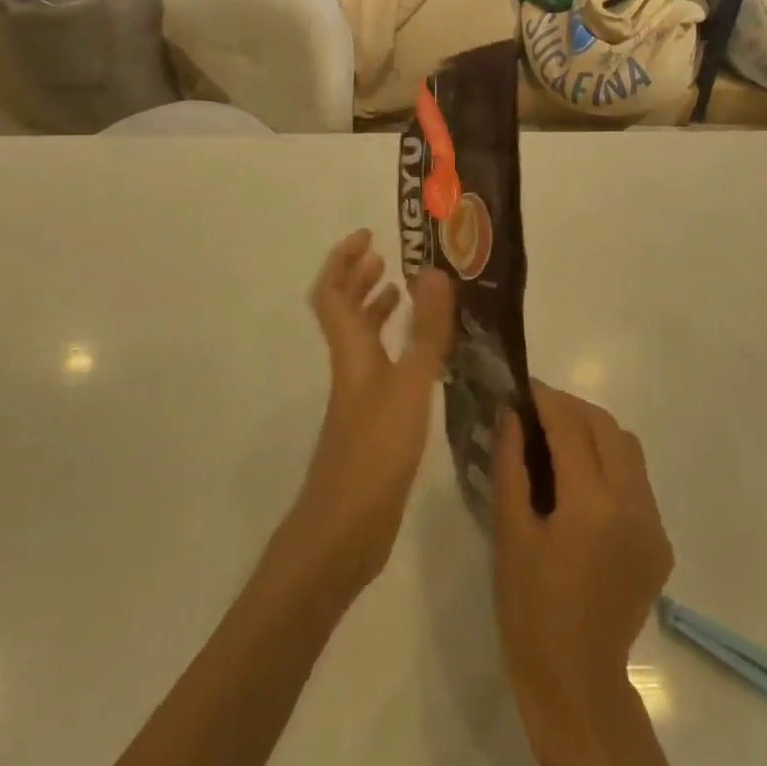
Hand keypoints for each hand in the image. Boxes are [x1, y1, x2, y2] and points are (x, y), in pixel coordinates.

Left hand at [290, 230, 454, 596]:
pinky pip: (380, 367)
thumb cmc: (374, 451)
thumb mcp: (409, 385)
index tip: (368, 236)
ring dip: (376, 311)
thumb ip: (424, 331)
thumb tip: (434, 272)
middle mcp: (350, 366)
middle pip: (343, 313)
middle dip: (359, 280)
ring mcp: (358, 396)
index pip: (332, 293)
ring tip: (403, 294)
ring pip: (362, 340)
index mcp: (350, 351)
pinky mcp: (372, 422)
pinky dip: (396, 348)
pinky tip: (421, 356)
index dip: (343, 261)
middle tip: (386, 260)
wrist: (345, 529)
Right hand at [492, 386, 673, 765]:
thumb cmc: (530, 610)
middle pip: (606, 427)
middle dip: (571, 408)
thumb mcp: (510, 533)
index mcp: (592, 505)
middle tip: (535, 409)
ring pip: (628, 448)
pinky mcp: (659, 541)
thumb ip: (511, 465)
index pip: (571, 426)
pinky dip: (609, 462)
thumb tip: (510, 414)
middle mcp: (633, 504)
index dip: (545, 399)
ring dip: (593, 431)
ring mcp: (653, 523)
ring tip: (556, 438)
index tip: (521, 385)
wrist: (577, 683)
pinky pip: (636, 480)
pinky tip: (580, 480)